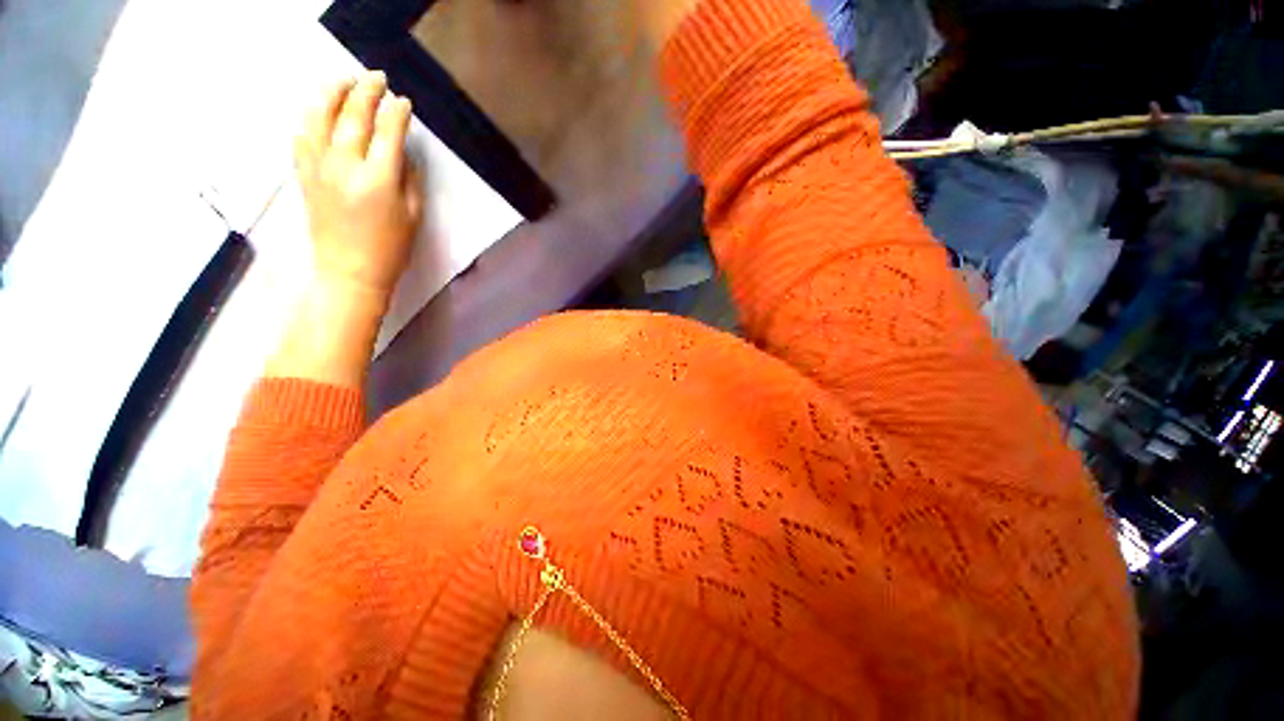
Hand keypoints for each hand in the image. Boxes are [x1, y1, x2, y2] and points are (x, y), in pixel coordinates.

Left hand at [294, 71, 423, 298]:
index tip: (404, 102)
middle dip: (366, 91)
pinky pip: (301, 134)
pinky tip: (318, 108)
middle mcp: (345, 165)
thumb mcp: (413, 215)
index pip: (388, 132)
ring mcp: (318, 167)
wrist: (349, 271)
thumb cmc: (390, 248)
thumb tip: (400, 151)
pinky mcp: (303, 173)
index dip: (397, 113)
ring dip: (332, 92)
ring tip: (343, 80)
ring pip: (319, 115)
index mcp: (378, 179)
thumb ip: (408, 178)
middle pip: (353, 115)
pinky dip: (310, 115)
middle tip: (377, 78)